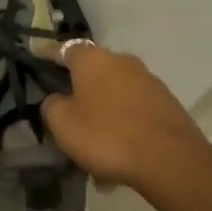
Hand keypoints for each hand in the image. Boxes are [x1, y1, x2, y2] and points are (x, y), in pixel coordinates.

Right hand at [42, 43, 211, 192]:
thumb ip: (52, 105)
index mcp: (93, 59)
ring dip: (105, 114)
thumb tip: (58, 99)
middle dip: (82, 92)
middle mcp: (122, 61)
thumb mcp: (62, 123)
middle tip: (71, 118)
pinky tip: (122, 156)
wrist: (171, 161)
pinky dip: (126, 128)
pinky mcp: (169, 104)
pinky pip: (136, 113)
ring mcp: (149, 81)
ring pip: (116, 96)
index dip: (50, 58)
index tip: (41, 68)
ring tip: (98, 148)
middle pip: (94, 73)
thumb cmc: (107, 135)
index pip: (64, 49)